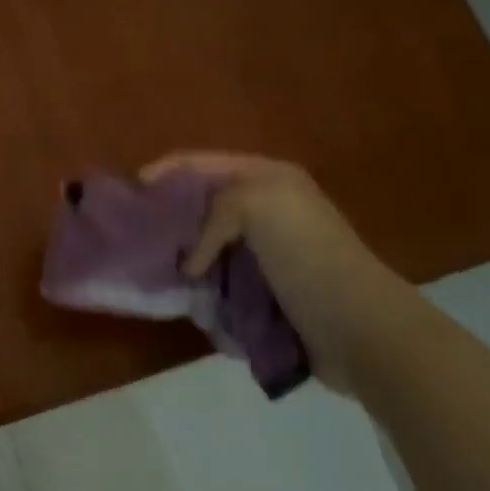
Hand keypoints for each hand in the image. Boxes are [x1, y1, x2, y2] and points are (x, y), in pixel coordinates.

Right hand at [141, 153, 423, 395]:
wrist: (359, 327)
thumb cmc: (307, 257)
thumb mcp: (258, 206)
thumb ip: (213, 213)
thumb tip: (192, 264)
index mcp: (268, 178)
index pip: (203, 163)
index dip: (165, 173)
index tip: (131, 195)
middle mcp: (268, 209)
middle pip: (204, 203)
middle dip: (171, 217)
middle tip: (136, 236)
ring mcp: (269, 252)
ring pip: (209, 244)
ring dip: (184, 256)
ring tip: (153, 269)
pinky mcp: (269, 290)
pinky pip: (221, 279)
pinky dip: (201, 286)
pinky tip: (184, 296)